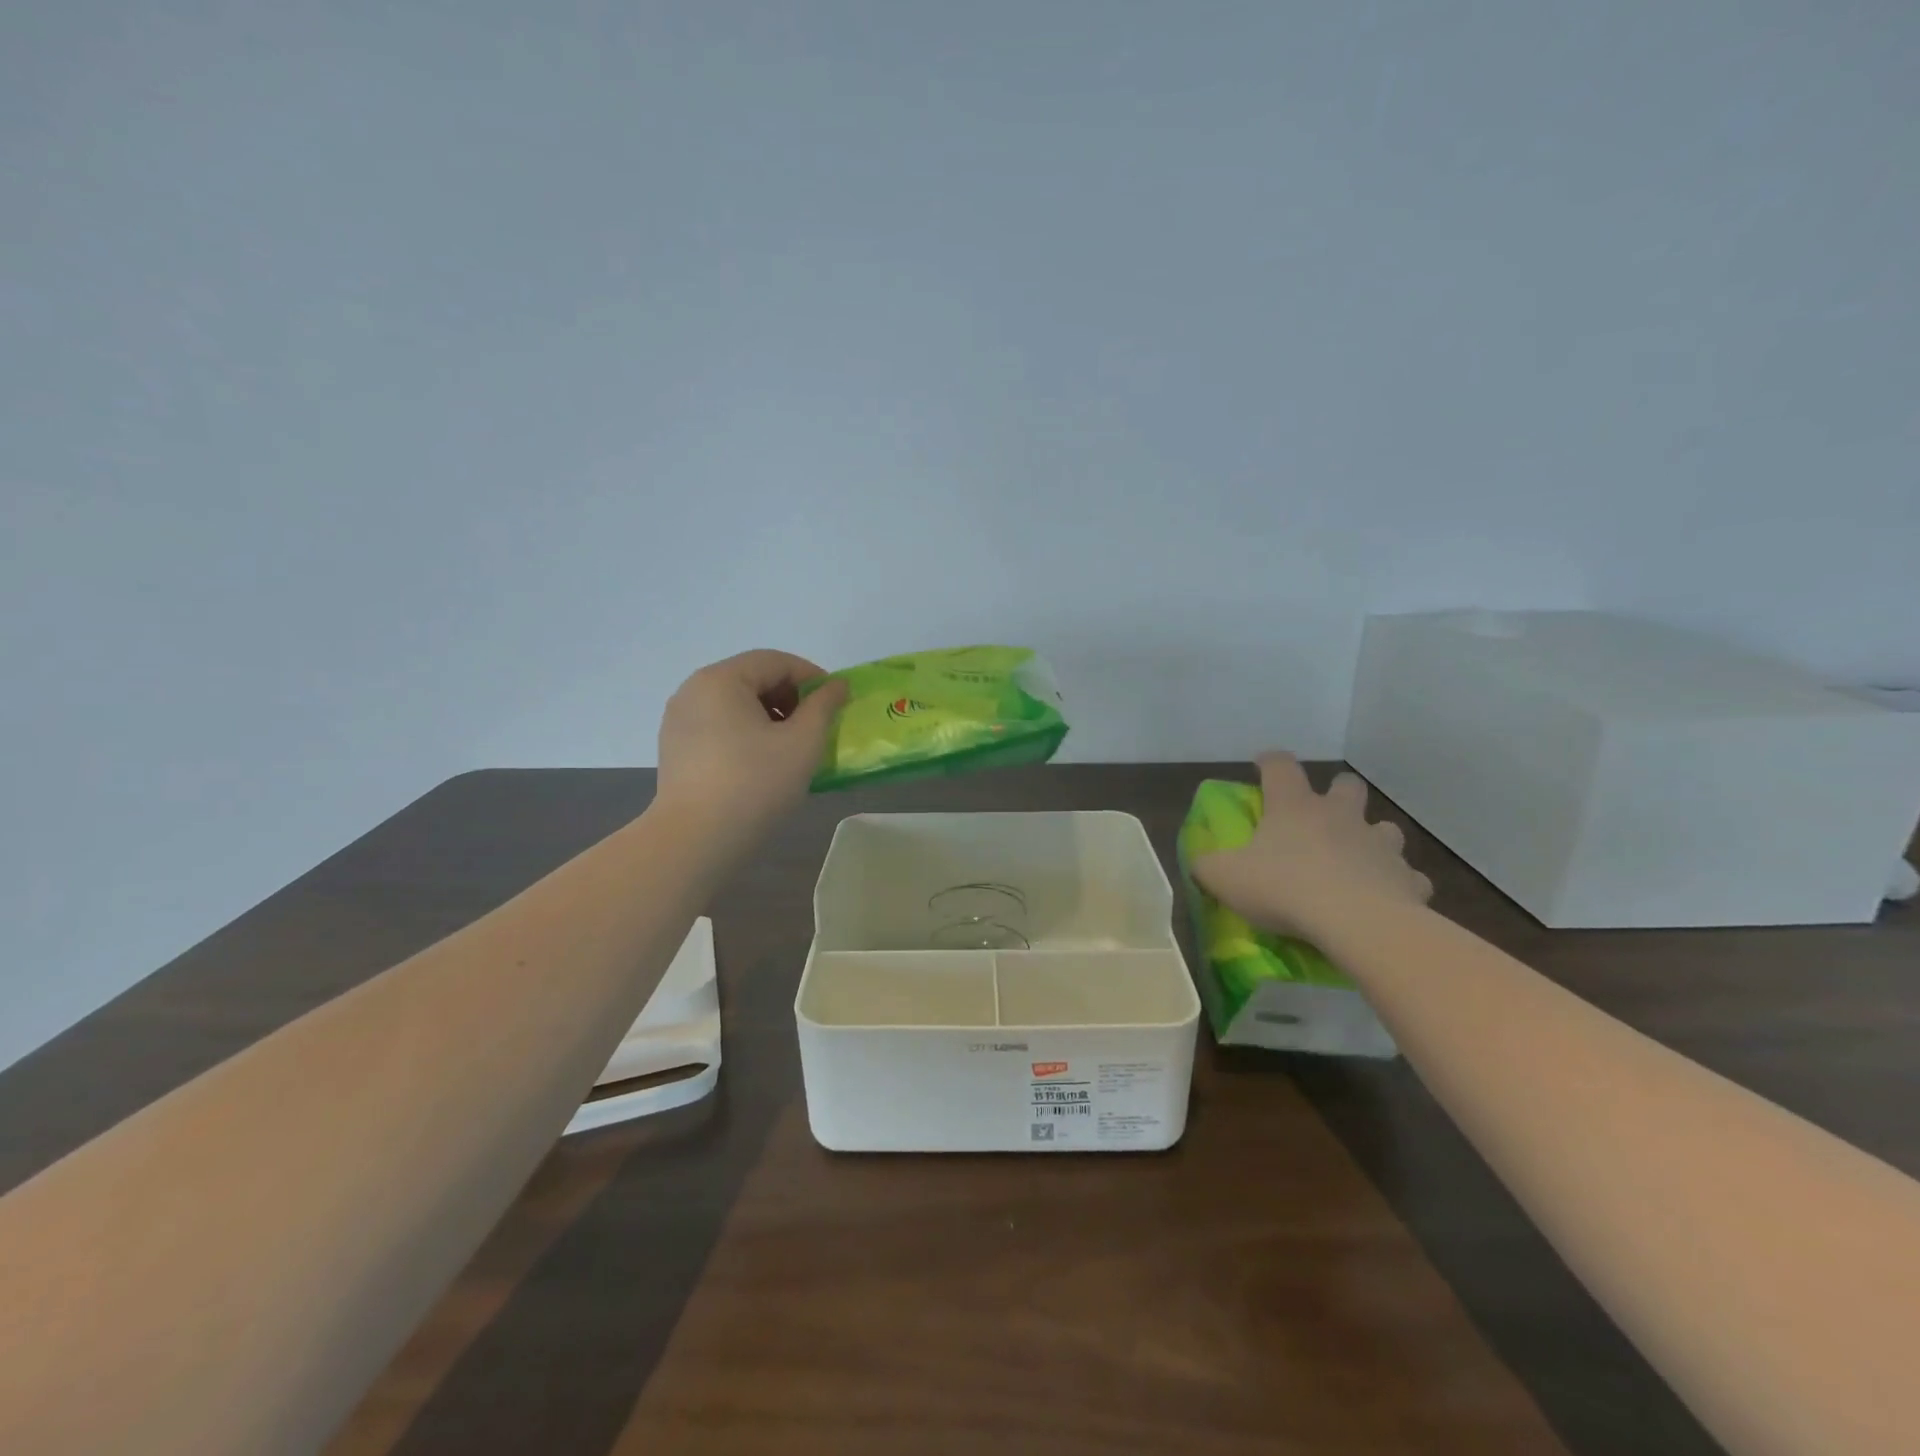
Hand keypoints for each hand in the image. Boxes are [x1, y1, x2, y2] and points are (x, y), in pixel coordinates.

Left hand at [656, 650, 848, 844]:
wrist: (695, 840)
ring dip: (769, 716)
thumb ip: (824, 706)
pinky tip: (762, 763)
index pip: (776, 661)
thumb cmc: (755, 783)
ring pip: (735, 704)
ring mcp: (679, 720)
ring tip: (791, 748)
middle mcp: (694, 690)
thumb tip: (837, 685)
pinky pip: (719, 726)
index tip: (836, 703)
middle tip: (815, 727)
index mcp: (721, 679)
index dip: (812, 677)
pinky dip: (746, 733)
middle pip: (752, 678)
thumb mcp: (802, 742)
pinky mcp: (676, 748)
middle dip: (790, 697)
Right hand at [1194, 753, 1432, 940]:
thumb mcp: (1225, 878)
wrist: (1356, 922)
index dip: (1270, 762)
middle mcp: (1339, 816)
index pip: (1280, 766)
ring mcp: (1378, 845)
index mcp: (1293, 807)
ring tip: (1357, 861)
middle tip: (1322, 815)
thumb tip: (1199, 861)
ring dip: (1372, 839)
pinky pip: (1407, 876)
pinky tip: (1386, 899)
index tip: (1262, 765)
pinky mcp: (1407, 879)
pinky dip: (1397, 883)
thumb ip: (1207, 865)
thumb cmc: (1284, 888)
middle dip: (1337, 793)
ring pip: (1384, 828)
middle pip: (1346, 786)